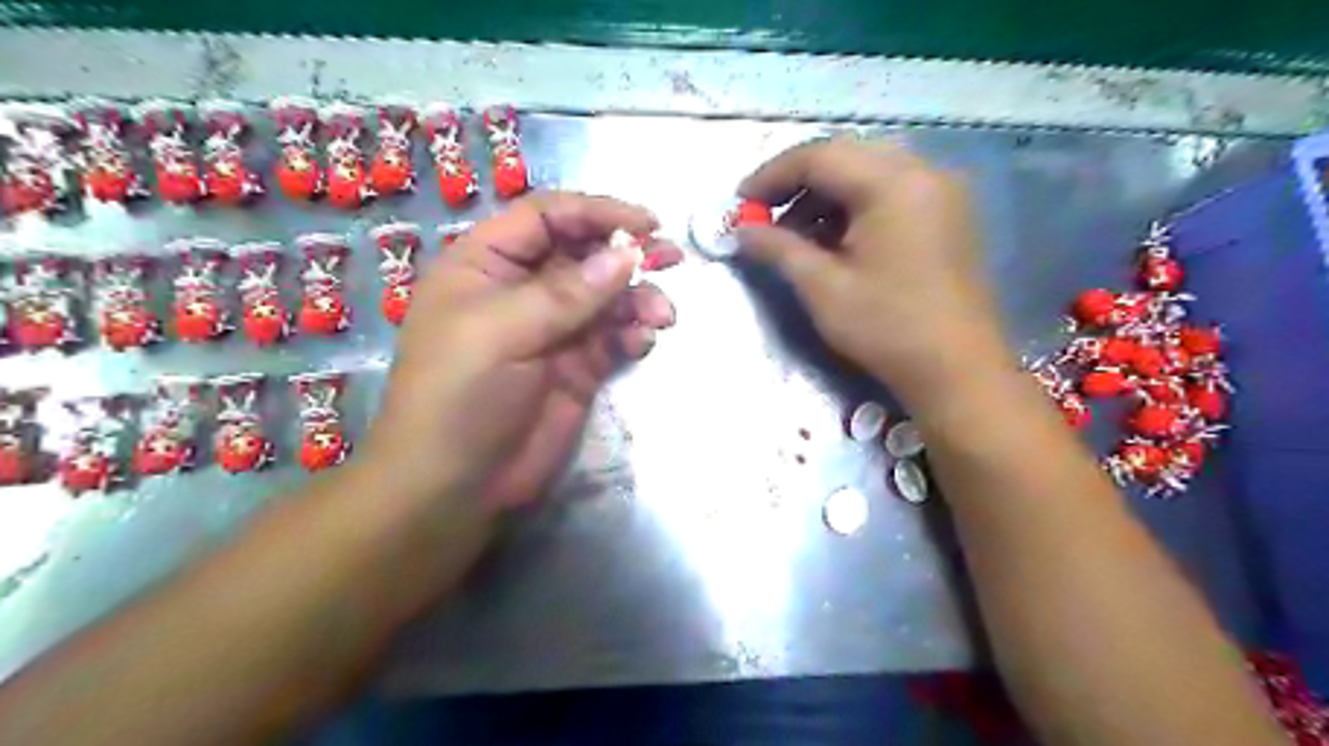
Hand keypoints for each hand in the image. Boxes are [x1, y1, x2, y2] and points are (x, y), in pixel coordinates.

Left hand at [358, 193, 678, 511]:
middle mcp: (522, 290)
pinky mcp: (577, 368)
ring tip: (663, 316)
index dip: (596, 213)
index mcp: (487, 264)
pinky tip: (642, 341)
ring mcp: (553, 331)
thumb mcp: (503, 331)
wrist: (458, 485)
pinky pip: (613, 337)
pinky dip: (632, 333)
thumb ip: (569, 292)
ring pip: (606, 297)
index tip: (647, 223)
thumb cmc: (461, 394)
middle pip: (584, 253)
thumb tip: (629, 254)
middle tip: (673, 258)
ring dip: (638, 299)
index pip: (548, 217)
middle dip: (627, 255)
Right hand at [737, 137, 1006, 410]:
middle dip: (798, 182)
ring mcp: (941, 191)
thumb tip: (741, 230)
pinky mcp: (947, 213)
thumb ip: (778, 249)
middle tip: (764, 214)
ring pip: (868, 171)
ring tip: (795, 233)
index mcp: (893, 184)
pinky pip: (891, 190)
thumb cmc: (887, 328)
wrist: (957, 369)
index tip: (740, 204)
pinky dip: (855, 204)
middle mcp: (922, 172)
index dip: (771, 176)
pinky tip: (834, 238)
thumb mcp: (823, 288)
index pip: (819, 156)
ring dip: (825, 194)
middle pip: (845, 155)